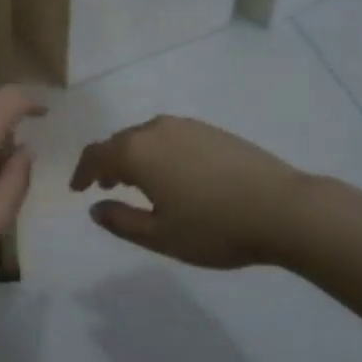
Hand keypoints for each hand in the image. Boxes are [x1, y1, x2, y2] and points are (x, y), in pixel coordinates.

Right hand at [70, 116, 310, 269]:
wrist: (284, 209)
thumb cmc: (214, 227)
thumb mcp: (160, 235)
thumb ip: (121, 221)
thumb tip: (95, 207)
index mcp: (137, 152)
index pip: (96, 154)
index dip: (82, 172)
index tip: (77, 189)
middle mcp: (156, 129)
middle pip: (120, 141)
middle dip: (108, 163)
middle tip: (106, 187)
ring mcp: (187, 126)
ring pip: (146, 137)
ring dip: (134, 157)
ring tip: (138, 183)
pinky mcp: (212, 130)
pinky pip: (170, 137)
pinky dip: (158, 152)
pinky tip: (174, 175)